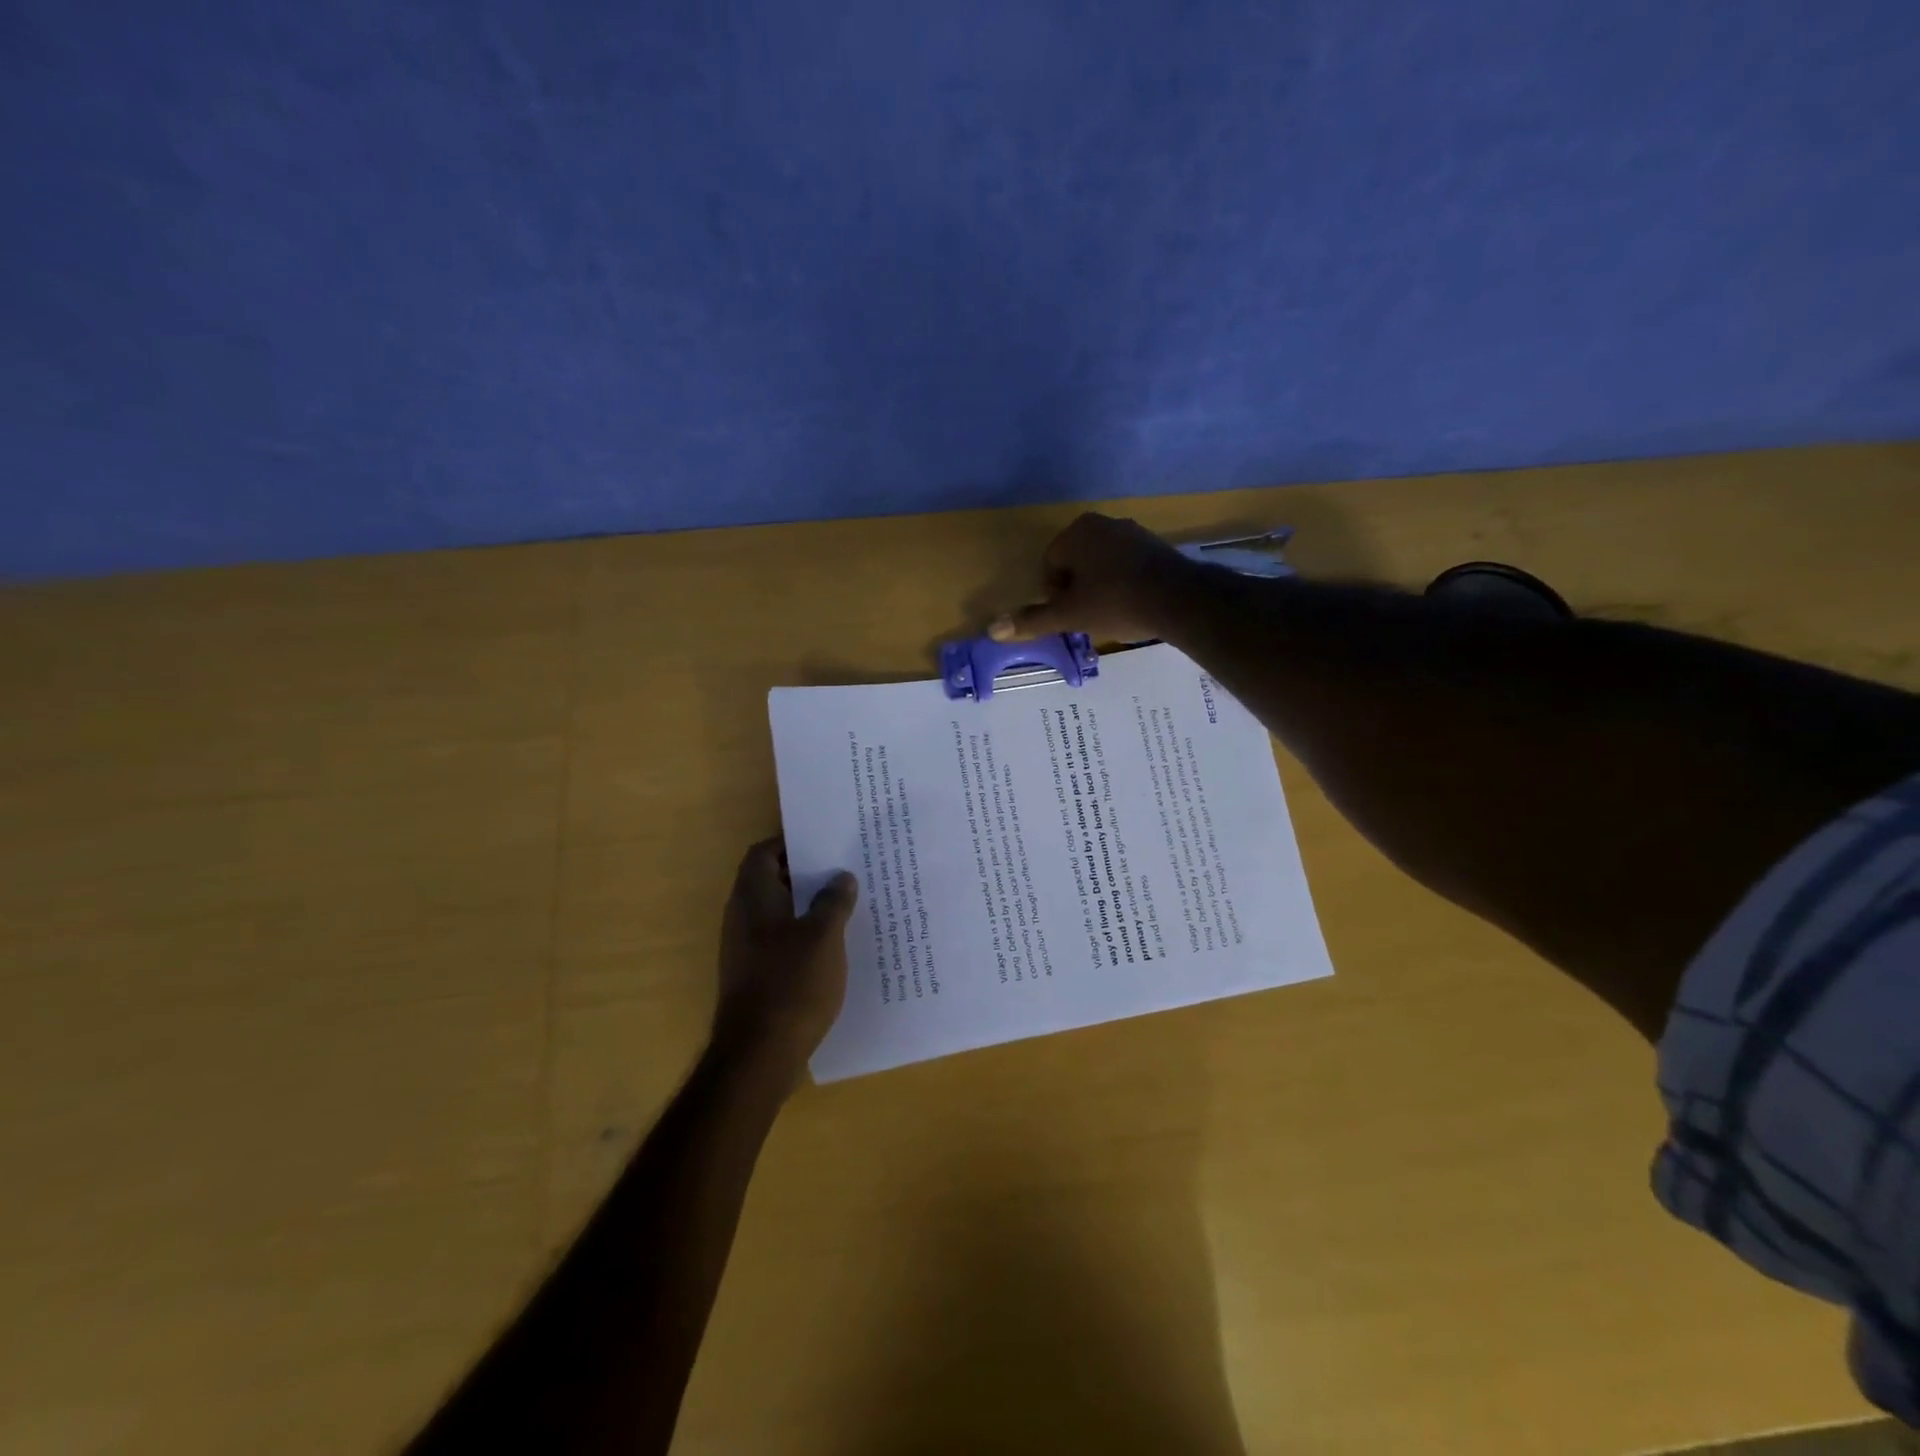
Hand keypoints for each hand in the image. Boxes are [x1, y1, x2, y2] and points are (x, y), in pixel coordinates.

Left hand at [712, 838, 858, 1082]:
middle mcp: (742, 917)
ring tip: (848, 903)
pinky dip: (804, 935)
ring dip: (808, 906)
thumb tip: (840, 877)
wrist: (758, 1055)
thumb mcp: (823, 936)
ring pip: (779, 913)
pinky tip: (835, 945)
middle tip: (845, 869)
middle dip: (806, 874)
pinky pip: (781, 941)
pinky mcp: (755, 976)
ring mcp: (745, 949)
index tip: (824, 842)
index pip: (764, 853)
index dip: (791, 842)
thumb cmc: (791, 983)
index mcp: (753, 898)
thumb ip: (833, 901)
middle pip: (772, 881)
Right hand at [987, 512, 1196, 644]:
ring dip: (1100, 586)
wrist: (1178, 599)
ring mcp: (1132, 531)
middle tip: (1088, 615)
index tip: (1070, 614)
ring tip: (1110, 613)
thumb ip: (1032, 620)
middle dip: (1077, 589)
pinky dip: (1123, 582)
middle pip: (1075, 561)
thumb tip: (993, 629)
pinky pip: (1126, 564)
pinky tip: (1132, 604)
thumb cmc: (1115, 602)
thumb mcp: (1069, 616)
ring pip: (1101, 563)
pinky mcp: (1156, 545)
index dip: (1054, 594)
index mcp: (1076, 532)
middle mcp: (1102, 523)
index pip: (1050, 563)